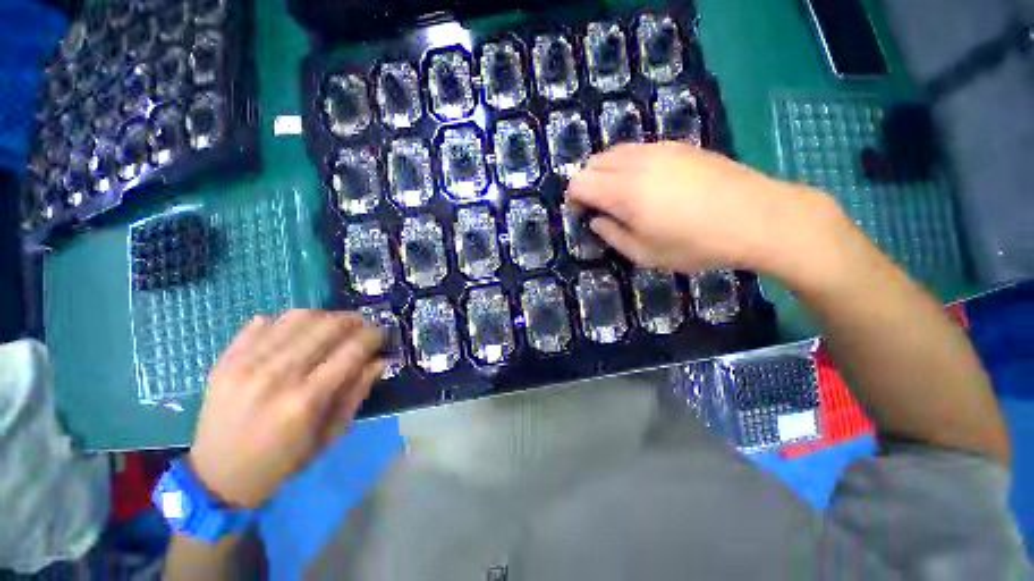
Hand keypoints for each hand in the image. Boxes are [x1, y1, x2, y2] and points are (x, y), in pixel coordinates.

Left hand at [189, 310, 385, 508]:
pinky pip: (264, 322)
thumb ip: (358, 391)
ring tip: (335, 326)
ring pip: (298, 317)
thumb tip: (381, 359)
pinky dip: (289, 321)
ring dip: (326, 316)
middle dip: (354, 320)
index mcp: (306, 400)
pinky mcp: (226, 360)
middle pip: (327, 326)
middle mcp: (277, 376)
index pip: (352, 350)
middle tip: (363, 326)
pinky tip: (299, 333)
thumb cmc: (283, 461)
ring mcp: (246, 364)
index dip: (374, 336)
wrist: (217, 476)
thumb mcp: (331, 434)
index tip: (383, 334)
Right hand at [567, 142, 846, 279]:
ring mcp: (659, 149)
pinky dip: (627, 164)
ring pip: (615, 151)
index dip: (573, 198)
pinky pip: (638, 149)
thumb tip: (596, 220)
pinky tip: (645, 183)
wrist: (757, 217)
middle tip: (598, 207)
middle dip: (586, 184)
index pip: (579, 182)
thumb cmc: (695, 244)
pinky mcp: (678, 146)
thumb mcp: (645, 254)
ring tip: (620, 196)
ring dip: (606, 172)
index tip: (582, 215)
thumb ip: (612, 235)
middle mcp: (636, 162)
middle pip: (593, 162)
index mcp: (624, 191)